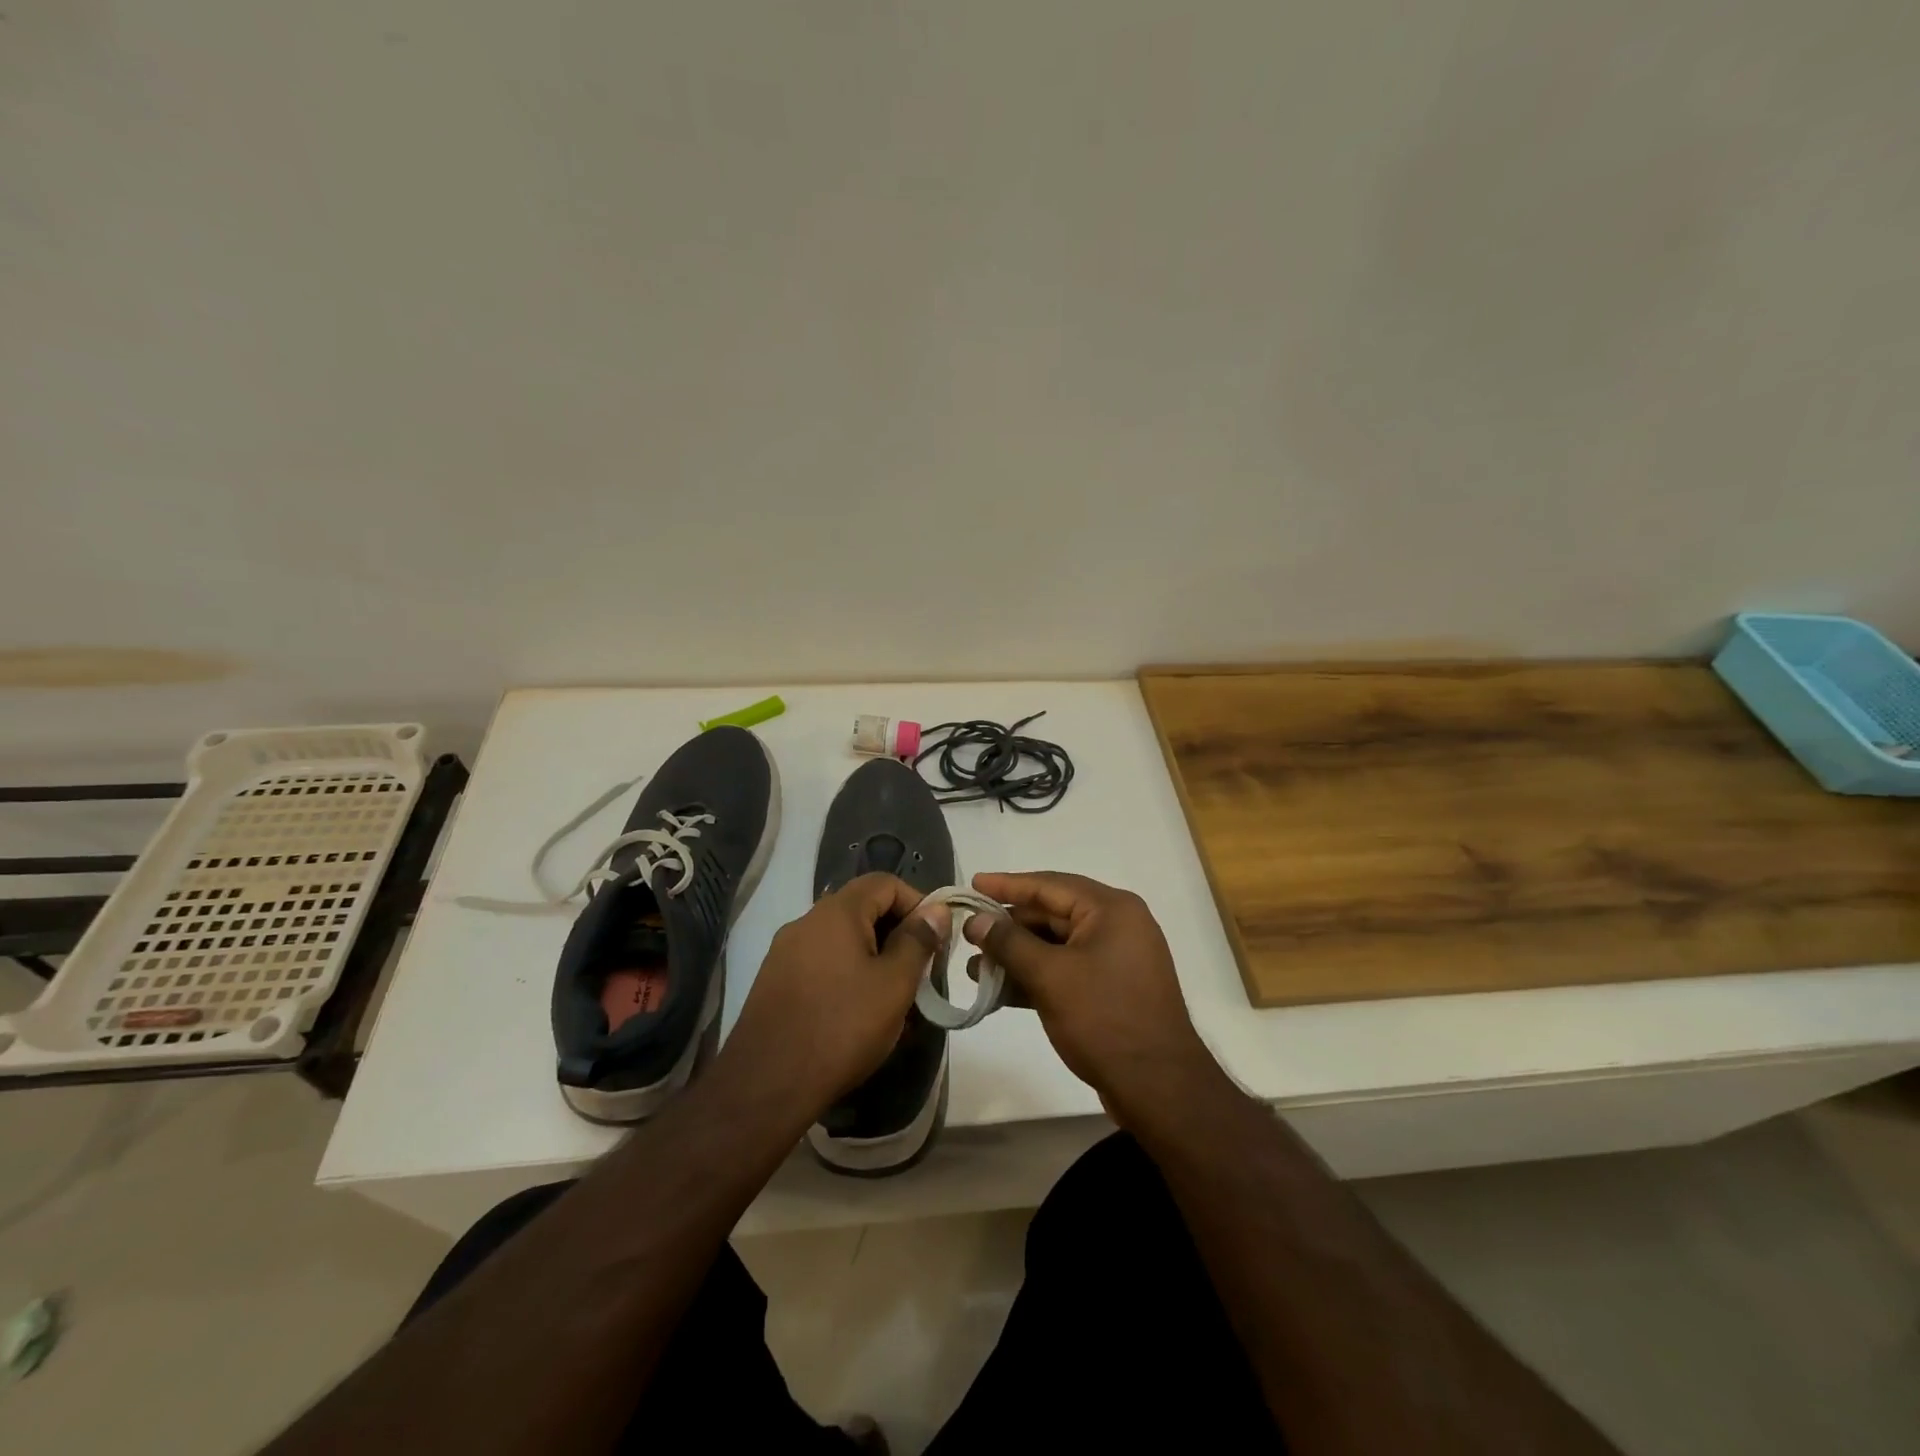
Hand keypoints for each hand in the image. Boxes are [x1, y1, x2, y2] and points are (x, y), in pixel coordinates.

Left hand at [724, 873, 949, 1118]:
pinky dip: (847, 975)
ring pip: (842, 940)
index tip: (935, 939)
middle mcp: (806, 921)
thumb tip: (936, 910)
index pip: (885, 883)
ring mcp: (785, 952)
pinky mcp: (775, 982)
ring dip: (874, 957)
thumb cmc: (842, 1027)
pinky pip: (822, 963)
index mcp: (836, 912)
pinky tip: (859, 1014)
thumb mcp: (894, 984)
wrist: (766, 1085)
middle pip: (862, 909)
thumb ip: (918, 941)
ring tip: (893, 998)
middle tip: (919, 972)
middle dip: (897, 934)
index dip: (917, 903)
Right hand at [966, 871, 1219, 1120]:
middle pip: (1051, 913)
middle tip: (967, 934)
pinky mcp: (1111, 988)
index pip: (1049, 885)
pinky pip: (1066, 969)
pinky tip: (1000, 991)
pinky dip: (1035, 976)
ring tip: (974, 969)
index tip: (972, 883)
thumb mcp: (1049, 977)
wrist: (1159, 1088)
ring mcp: (1116, 958)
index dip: (1006, 884)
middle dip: (1008, 927)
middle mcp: (1117, 924)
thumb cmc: (1104, 1019)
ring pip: (1056, 945)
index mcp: (1111, 909)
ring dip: (1017, 956)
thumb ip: (1009, 943)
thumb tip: (974, 920)